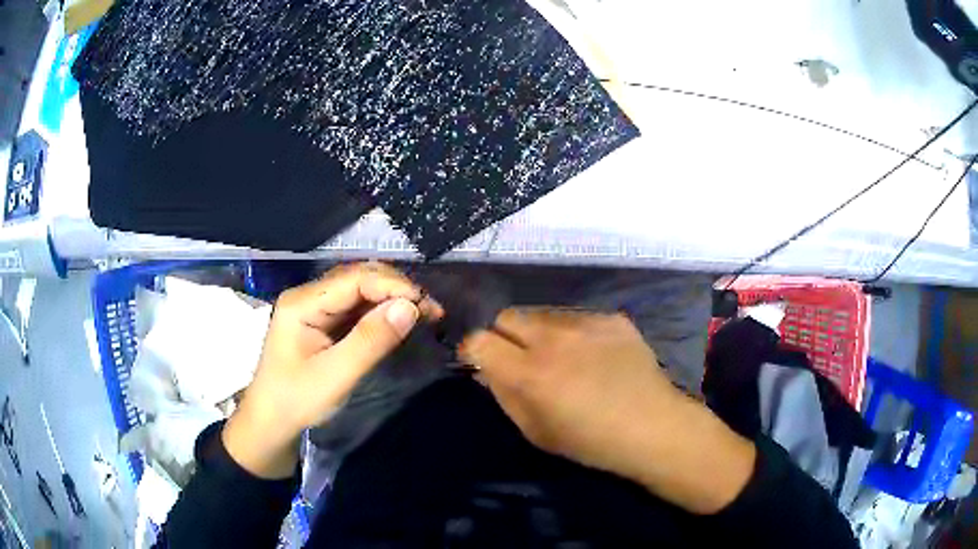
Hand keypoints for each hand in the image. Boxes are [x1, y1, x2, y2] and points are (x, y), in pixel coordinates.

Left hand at [223, 262, 442, 477]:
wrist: (270, 423)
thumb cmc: (296, 401)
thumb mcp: (335, 376)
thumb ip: (371, 341)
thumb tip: (410, 307)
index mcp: (302, 303)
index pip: (354, 279)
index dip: (393, 286)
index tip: (426, 305)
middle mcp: (307, 296)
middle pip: (357, 277)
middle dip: (396, 288)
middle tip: (431, 309)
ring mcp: (314, 307)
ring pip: (359, 290)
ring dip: (391, 297)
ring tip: (423, 312)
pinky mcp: (321, 322)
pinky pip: (355, 307)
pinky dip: (380, 310)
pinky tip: (399, 319)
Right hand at [459, 308, 755, 513]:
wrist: (653, 427)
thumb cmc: (590, 442)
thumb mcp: (535, 430)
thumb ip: (503, 394)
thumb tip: (484, 368)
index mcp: (530, 373)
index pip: (478, 340)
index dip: (474, 351)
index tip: (482, 362)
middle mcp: (553, 338)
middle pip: (507, 316)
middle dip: (504, 336)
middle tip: (521, 358)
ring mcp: (586, 322)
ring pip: (541, 313)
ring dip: (539, 333)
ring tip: (563, 357)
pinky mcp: (612, 318)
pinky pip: (577, 317)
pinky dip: (574, 333)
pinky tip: (595, 356)